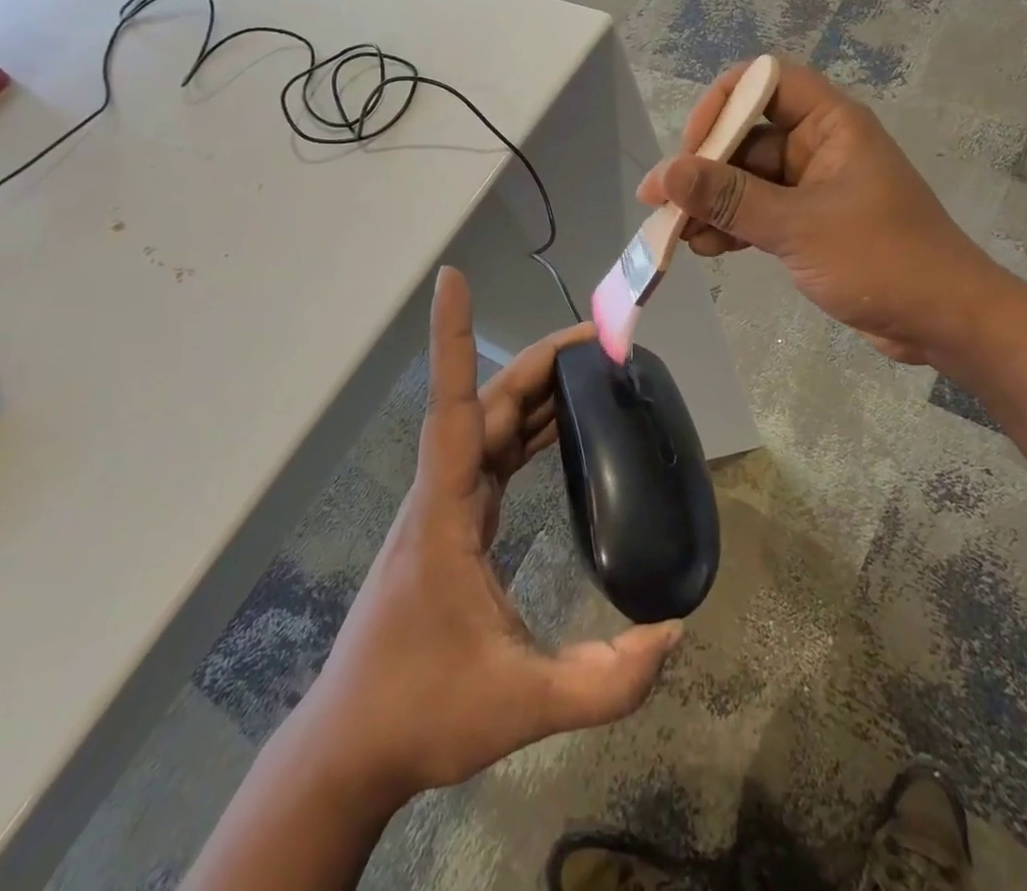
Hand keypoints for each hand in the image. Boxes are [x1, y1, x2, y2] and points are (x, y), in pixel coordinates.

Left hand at [293, 267, 681, 808]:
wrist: (352, 747)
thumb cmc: (421, 713)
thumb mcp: (520, 703)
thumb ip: (604, 681)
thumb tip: (674, 633)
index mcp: (446, 511)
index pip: (453, 406)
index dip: (452, 338)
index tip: (450, 279)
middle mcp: (441, 492)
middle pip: (487, 403)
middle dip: (541, 364)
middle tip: (601, 340)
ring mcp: (444, 505)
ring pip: (489, 425)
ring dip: (536, 393)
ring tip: (592, 370)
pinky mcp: (453, 522)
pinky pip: (491, 454)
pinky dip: (526, 430)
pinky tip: (559, 430)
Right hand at [637, 60, 1000, 364]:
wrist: (944, 321)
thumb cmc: (882, 260)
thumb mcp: (799, 227)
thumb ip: (731, 199)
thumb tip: (667, 174)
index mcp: (831, 124)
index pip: (766, 81)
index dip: (723, 104)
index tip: (693, 148)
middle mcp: (820, 145)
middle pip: (747, 135)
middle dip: (705, 167)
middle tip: (664, 202)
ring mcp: (814, 186)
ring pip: (747, 179)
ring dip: (712, 203)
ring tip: (677, 235)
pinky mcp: (811, 222)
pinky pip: (759, 211)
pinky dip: (732, 225)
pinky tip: (704, 248)